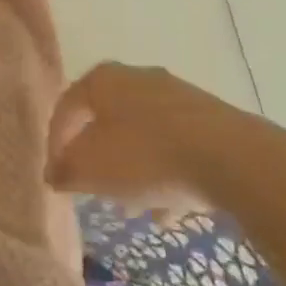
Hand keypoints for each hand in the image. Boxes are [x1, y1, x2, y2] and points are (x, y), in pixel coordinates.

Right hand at [45, 62, 274, 213]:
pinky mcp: (209, 119)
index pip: (66, 107)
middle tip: (94, 187)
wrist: (232, 158)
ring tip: (133, 206)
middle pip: (106, 119)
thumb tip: (53, 173)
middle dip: (98, 156)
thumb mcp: (92, 169)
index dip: (56, 143)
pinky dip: (166, 173)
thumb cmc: (146, 156)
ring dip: (133, 168)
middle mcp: (136, 77)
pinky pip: (175, 146)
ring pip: (142, 134)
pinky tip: (169, 209)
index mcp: (102, 79)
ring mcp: (177, 95)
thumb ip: (66, 171)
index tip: (57, 176)